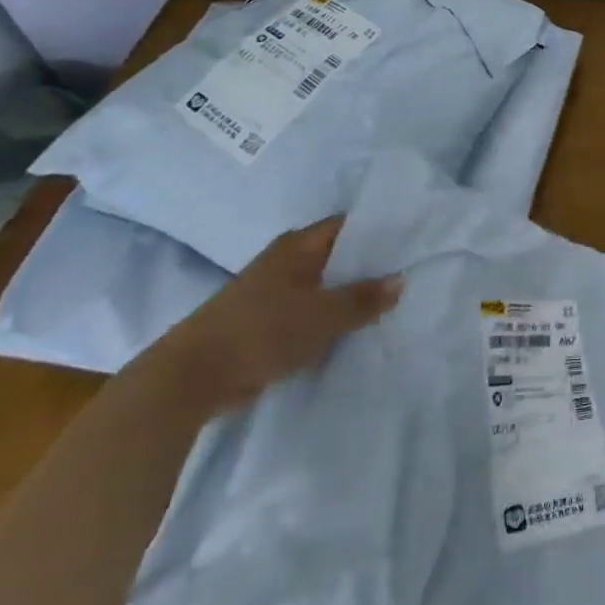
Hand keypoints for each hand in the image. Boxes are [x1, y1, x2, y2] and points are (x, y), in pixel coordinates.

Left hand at [145, 216, 401, 414]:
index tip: (413, 239)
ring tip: (393, 303)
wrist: (191, 377)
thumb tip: (400, 280)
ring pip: (325, 287)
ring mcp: (274, 292)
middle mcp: (286, 262)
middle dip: (371, 266)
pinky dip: (331, 319)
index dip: (380, 230)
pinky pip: (311, 313)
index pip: (348, 226)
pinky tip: (357, 330)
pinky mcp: (267, 322)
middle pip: (338, 256)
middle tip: (411, 272)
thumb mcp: (322, 315)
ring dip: (351, 296)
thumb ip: (363, 298)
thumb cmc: (261, 332)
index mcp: (298, 246)